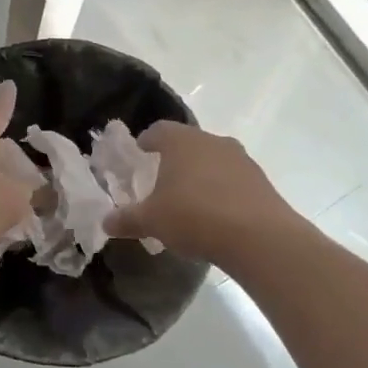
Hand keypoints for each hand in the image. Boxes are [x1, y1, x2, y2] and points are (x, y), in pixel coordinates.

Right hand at [103, 121, 292, 262]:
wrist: (259, 238)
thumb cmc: (194, 216)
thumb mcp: (151, 221)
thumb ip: (127, 219)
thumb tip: (105, 223)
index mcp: (182, 141)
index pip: (159, 130)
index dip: (147, 140)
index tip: (141, 151)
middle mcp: (212, 141)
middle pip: (189, 142)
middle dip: (175, 158)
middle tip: (162, 178)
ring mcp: (241, 160)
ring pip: (213, 159)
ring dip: (201, 173)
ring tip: (190, 199)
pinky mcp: (261, 181)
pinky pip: (233, 180)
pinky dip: (222, 190)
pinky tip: (216, 214)